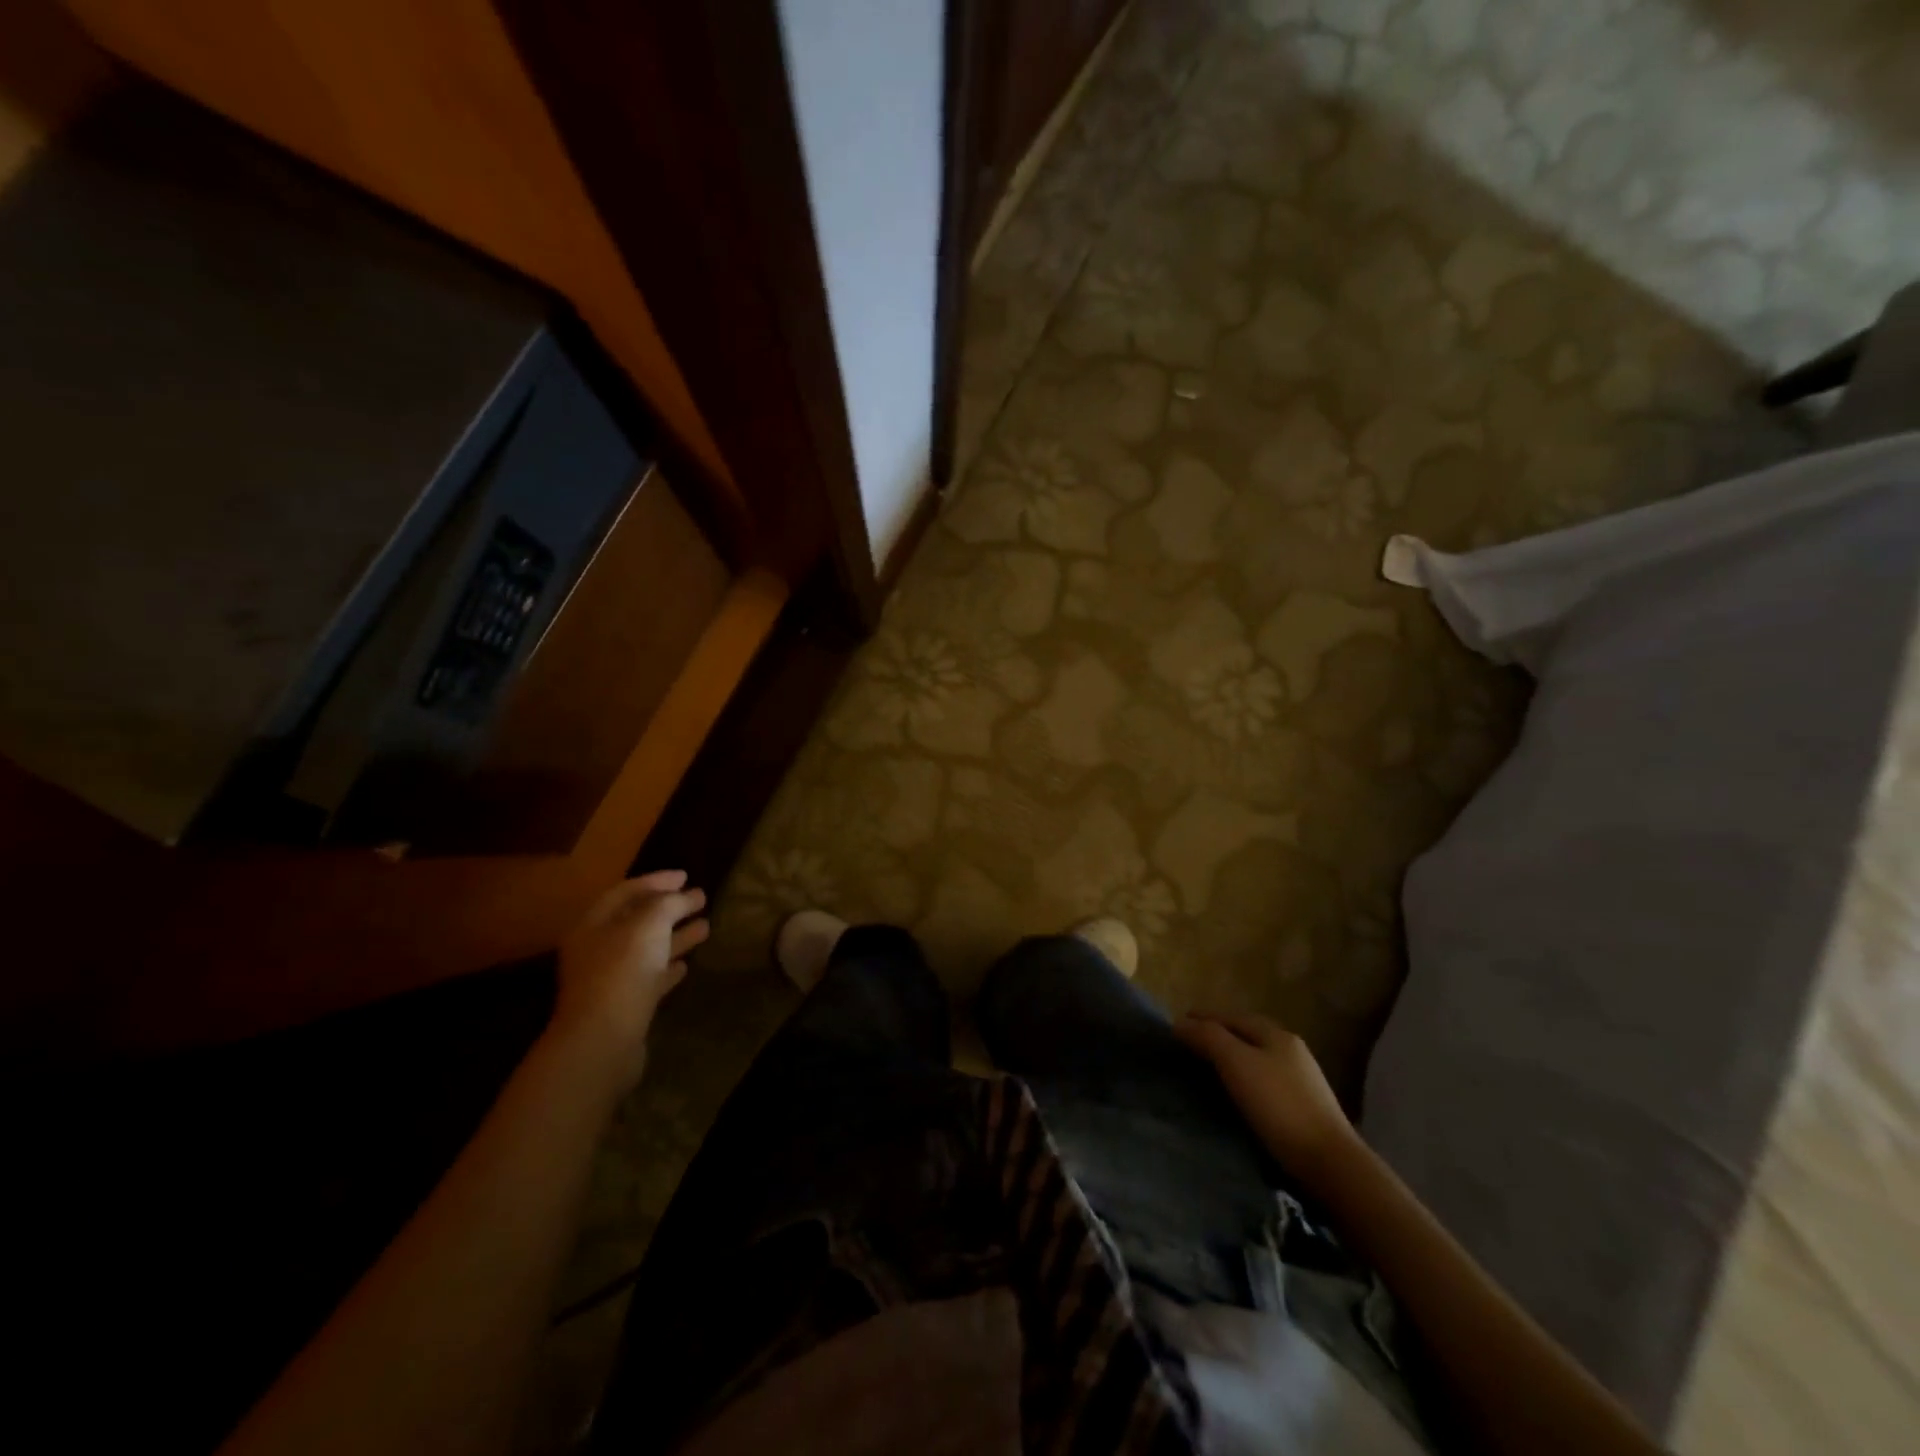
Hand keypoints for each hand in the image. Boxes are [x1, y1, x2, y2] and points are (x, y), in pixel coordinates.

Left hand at [551, 870, 707, 1077]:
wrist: (604, 1041)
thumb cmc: (623, 971)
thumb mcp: (649, 924)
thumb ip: (669, 904)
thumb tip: (686, 895)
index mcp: (593, 925)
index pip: (625, 892)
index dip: (656, 880)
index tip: (686, 876)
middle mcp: (597, 949)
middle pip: (637, 921)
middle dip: (670, 908)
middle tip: (700, 898)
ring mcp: (610, 980)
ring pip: (648, 950)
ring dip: (675, 936)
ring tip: (706, 926)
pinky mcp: (625, 1006)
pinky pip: (650, 979)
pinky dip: (668, 968)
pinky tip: (687, 965)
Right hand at [1176, 1013, 1357, 1182]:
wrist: (1330, 1163)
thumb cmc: (1279, 1105)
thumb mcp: (1237, 1064)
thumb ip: (1208, 1038)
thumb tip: (1181, 1023)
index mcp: (1276, 1034)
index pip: (1231, 1017)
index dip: (1203, 1018)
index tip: (1176, 1026)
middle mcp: (1291, 1050)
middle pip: (1246, 1035)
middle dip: (1217, 1036)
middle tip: (1188, 1046)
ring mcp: (1301, 1080)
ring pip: (1256, 1059)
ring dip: (1231, 1058)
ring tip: (1207, 1070)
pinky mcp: (1304, 1108)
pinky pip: (1264, 1081)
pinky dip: (1244, 1079)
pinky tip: (1236, 1094)